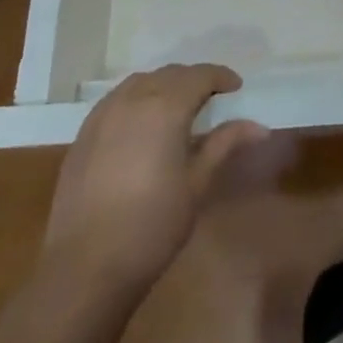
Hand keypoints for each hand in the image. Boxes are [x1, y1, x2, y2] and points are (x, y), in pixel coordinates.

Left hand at [40, 64, 267, 293]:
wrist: (85, 268)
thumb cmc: (152, 226)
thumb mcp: (197, 184)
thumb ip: (224, 144)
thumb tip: (259, 127)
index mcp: (165, 107)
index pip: (199, 75)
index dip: (221, 77)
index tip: (236, 88)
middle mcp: (132, 100)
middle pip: (169, 74)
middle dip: (194, 79)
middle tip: (213, 98)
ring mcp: (102, 116)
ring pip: (140, 82)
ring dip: (164, 85)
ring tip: (179, 107)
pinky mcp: (83, 135)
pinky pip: (116, 100)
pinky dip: (137, 98)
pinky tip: (143, 124)